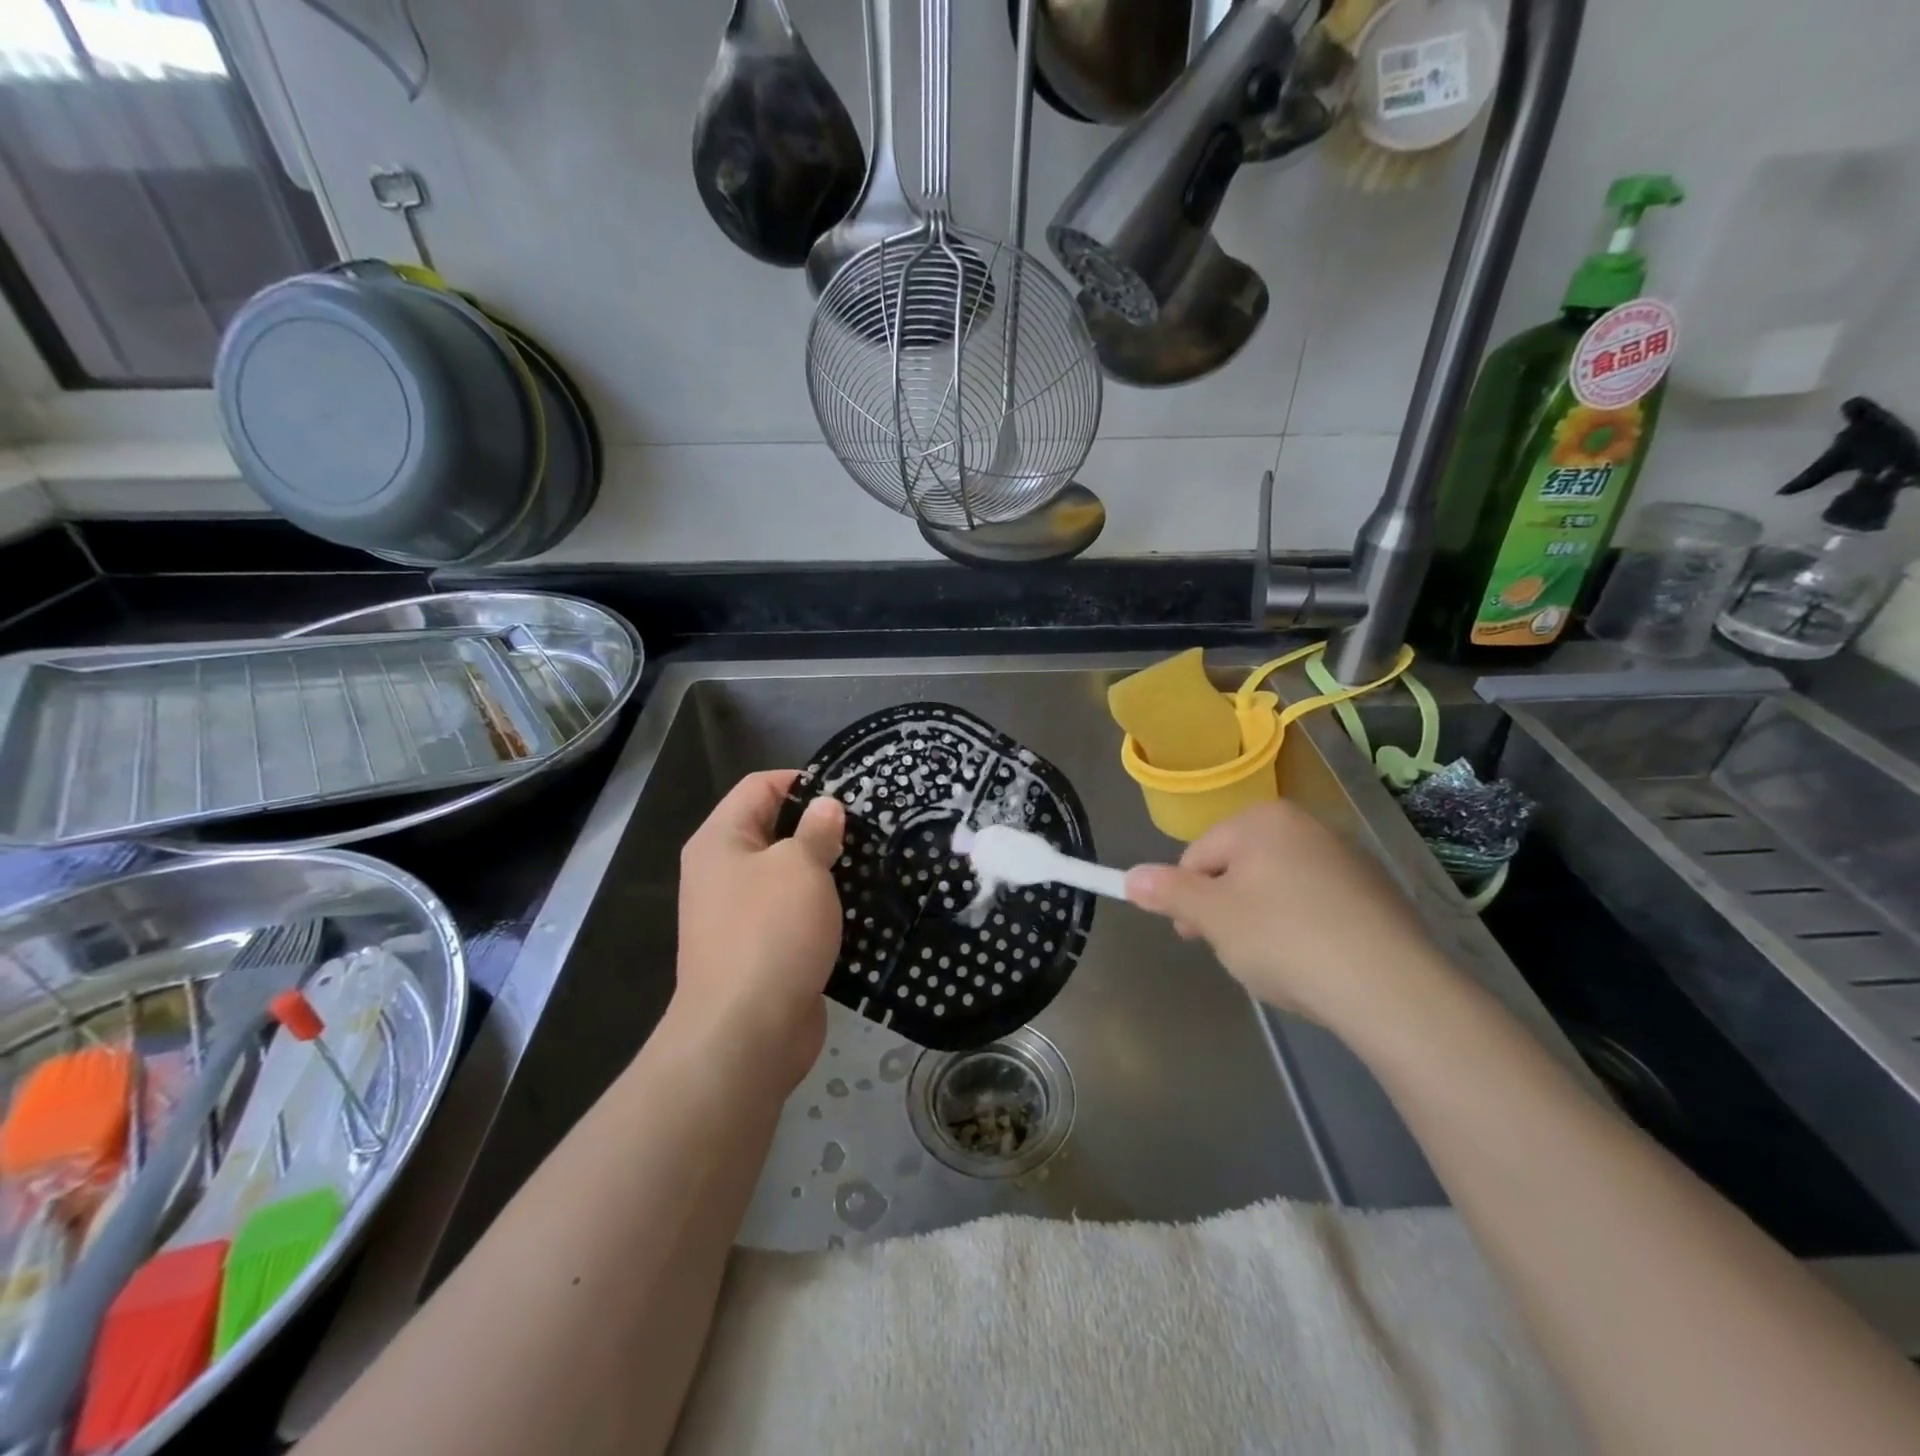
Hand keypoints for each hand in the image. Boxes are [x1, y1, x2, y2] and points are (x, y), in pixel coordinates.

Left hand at [674, 770, 844, 1089]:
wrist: (746, 1034)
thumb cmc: (769, 933)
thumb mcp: (799, 867)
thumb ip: (816, 831)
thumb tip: (826, 807)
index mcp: (720, 841)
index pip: (759, 787)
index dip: (801, 780)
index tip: (849, 790)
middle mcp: (723, 873)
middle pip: (774, 831)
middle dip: (821, 827)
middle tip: (871, 828)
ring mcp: (740, 915)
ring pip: (789, 876)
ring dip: (827, 870)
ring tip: (874, 863)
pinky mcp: (763, 950)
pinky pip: (795, 914)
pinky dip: (824, 908)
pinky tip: (863, 908)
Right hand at [1124, 800, 1453, 1028]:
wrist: (1390, 987)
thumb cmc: (1283, 938)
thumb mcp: (1212, 917)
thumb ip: (1168, 892)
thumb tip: (1130, 877)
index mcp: (1263, 820)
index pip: (1199, 854)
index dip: (1187, 897)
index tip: (1192, 936)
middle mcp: (1306, 826)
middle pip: (1239, 868)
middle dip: (1227, 910)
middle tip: (1235, 952)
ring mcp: (1347, 859)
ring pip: (1277, 889)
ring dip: (1262, 922)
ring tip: (1277, 964)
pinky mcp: (1376, 895)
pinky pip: (1317, 906)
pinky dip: (1303, 930)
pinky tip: (1314, 964)